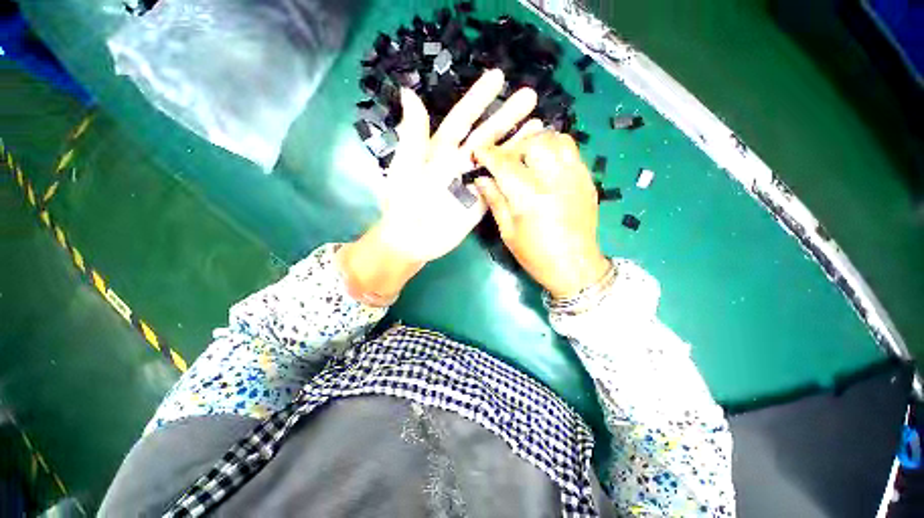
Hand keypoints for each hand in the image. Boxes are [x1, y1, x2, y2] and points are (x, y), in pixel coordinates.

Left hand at [340, 69, 538, 304]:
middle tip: (530, 97)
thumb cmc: (404, 204)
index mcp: (439, 150)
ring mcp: (471, 182)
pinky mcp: (480, 201)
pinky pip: (498, 184)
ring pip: (497, 158)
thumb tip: (410, 92)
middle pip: (487, 135)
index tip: (498, 77)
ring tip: (539, 126)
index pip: (462, 118)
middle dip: (507, 115)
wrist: (412, 240)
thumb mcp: (405, 167)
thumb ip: (413, 135)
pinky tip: (528, 163)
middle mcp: (459, 162)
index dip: (479, 98)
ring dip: (516, 142)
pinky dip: (513, 173)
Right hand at [474, 131, 610, 298]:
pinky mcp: (587, 180)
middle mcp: (554, 180)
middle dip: (513, 148)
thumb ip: (495, 200)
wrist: (574, 266)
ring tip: (526, 158)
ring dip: (536, 144)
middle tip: (504, 161)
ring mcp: (575, 177)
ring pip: (556, 140)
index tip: (479, 152)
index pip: (505, 164)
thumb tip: (481, 179)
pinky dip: (555, 150)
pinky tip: (546, 166)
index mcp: (530, 197)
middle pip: (532, 144)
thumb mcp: (508, 232)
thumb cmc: (536, 255)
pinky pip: (571, 151)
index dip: (489, 155)